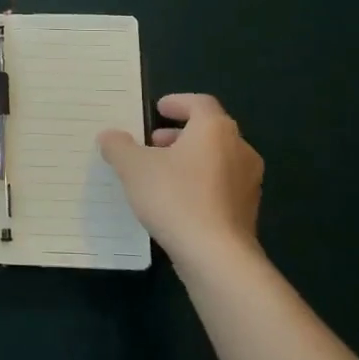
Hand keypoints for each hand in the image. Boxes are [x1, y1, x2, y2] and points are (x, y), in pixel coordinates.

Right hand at [99, 94, 263, 271]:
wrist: (217, 256)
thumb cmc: (175, 198)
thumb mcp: (133, 168)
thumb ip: (119, 146)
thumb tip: (110, 136)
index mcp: (215, 129)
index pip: (200, 103)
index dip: (178, 102)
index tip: (159, 108)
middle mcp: (239, 149)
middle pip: (210, 131)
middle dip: (180, 134)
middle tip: (154, 142)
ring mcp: (248, 182)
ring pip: (218, 159)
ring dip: (191, 159)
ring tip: (162, 173)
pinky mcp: (248, 212)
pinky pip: (222, 186)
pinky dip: (201, 183)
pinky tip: (177, 201)